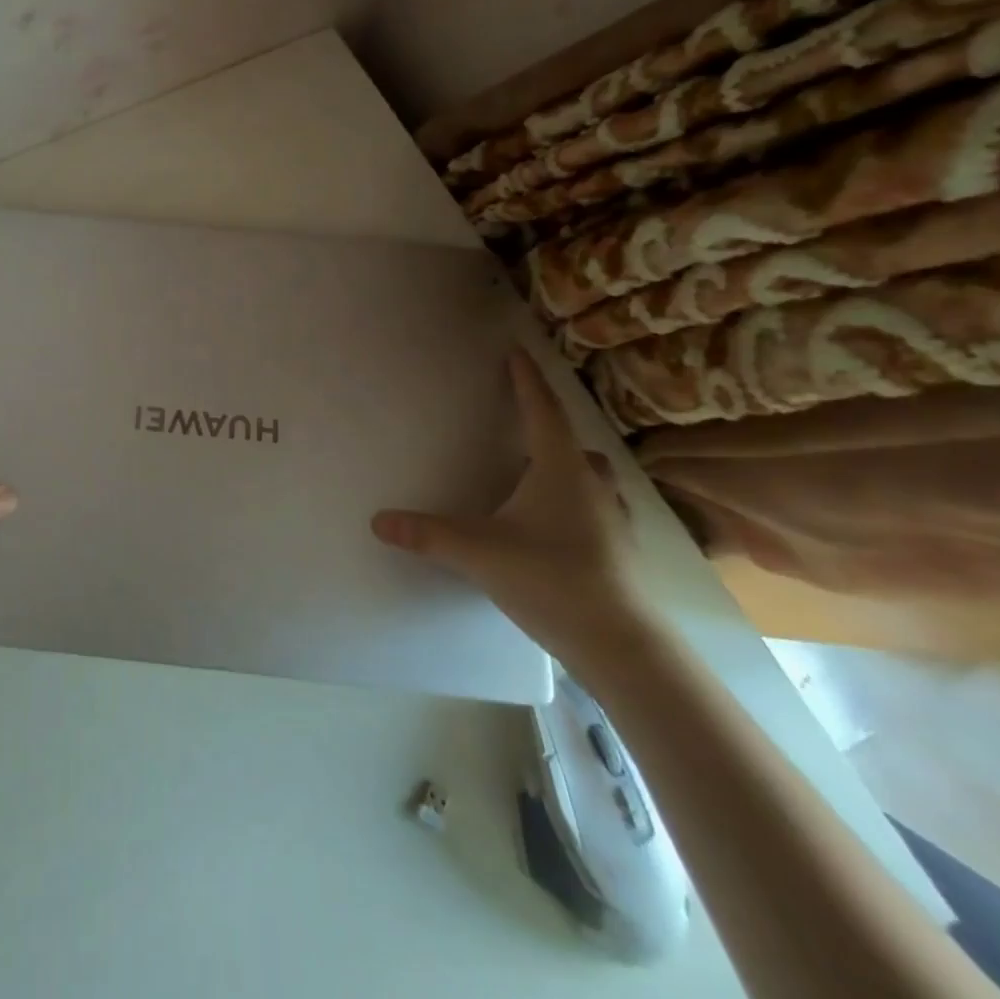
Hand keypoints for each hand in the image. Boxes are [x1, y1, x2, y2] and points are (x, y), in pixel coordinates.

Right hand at [370, 347, 659, 667]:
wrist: (622, 644)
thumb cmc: (550, 579)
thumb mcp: (477, 552)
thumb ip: (426, 534)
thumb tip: (377, 521)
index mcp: (559, 470)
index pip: (542, 412)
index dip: (528, 381)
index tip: (518, 354)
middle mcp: (591, 485)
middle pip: (572, 443)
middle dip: (548, 428)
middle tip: (521, 424)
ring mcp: (612, 519)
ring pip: (590, 477)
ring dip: (566, 466)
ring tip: (536, 474)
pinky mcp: (620, 549)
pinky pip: (596, 507)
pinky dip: (576, 501)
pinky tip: (557, 523)